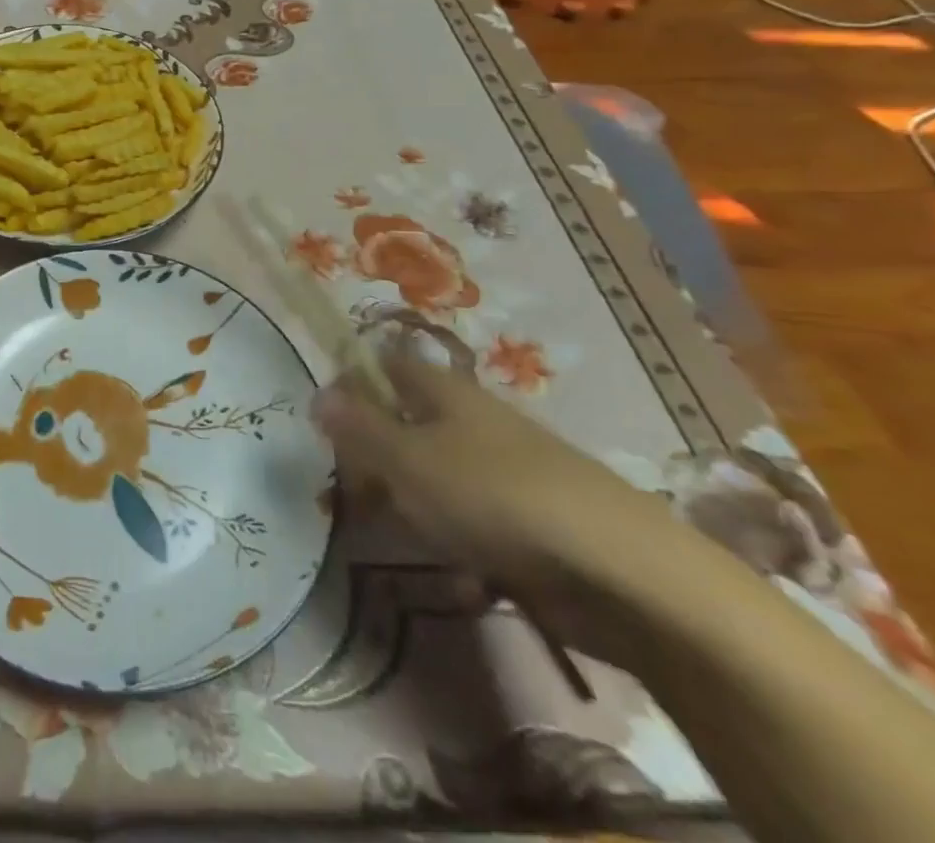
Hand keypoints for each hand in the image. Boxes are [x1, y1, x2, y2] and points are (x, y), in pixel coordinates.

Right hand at [313, 343, 715, 670]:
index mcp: (444, 391)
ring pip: (437, 471)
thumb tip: (317, 393)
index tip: (325, 420)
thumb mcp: (407, 460)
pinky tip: (451, 565)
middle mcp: (473, 419)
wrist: (617, 570)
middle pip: (408, 421)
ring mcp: (505, 468)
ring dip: (410, 499)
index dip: (354, 382)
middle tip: (350, 489)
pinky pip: (472, 515)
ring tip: (393, 532)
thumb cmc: (492, 496)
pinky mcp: (530, 518)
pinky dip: (453, 535)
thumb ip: (359, 427)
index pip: (387, 365)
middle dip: (376, 452)